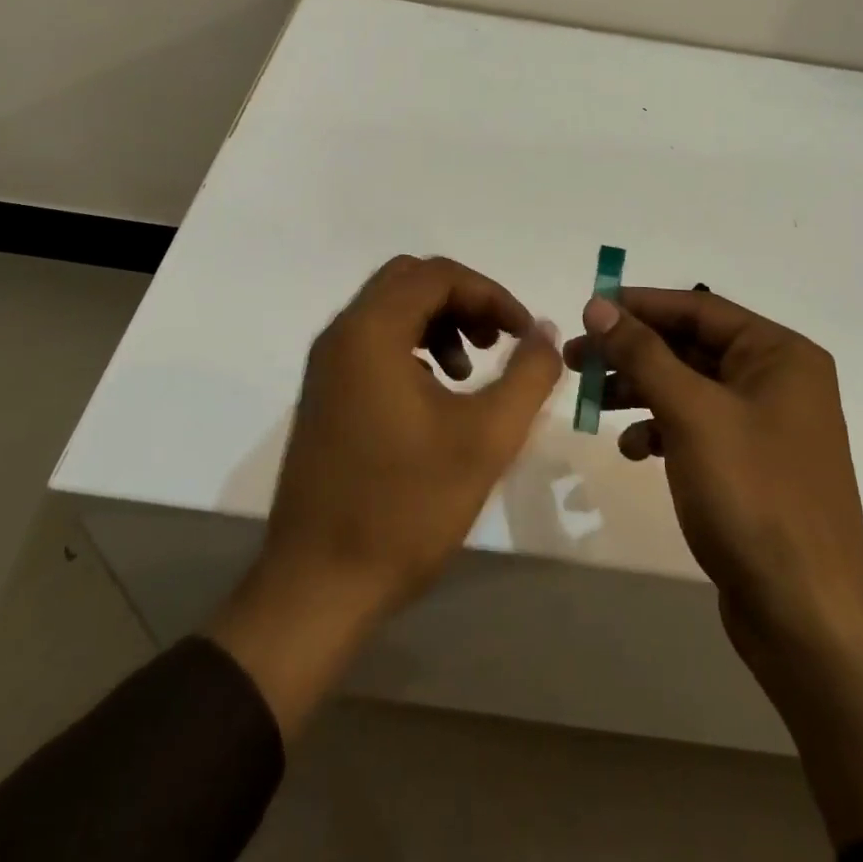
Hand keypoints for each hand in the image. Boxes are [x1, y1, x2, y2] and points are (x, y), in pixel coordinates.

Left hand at [210, 256, 560, 735]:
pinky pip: (374, 343)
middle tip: (498, 341)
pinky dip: (413, 348)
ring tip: (470, 373)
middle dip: (463, 301)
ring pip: (391, 310)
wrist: (318, 587)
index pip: (437, 274)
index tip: (524, 333)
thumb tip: (543, 330)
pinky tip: (438, 396)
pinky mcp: (324, 394)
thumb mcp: (486, 438)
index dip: (490, 293)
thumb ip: (527, 375)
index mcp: (371, 331)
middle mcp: (342, 334)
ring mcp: (327, 365)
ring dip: (438, 323)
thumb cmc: (405, 507)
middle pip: (410, 281)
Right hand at [567, 288, 862, 664]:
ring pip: (689, 389)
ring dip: (640, 390)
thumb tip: (598, 306)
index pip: (699, 308)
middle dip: (633, 352)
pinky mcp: (750, 468)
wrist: (808, 617)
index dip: (640, 305)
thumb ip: (643, 353)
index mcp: (780, 354)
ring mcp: (766, 427)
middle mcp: (778, 381)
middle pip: (691, 347)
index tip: (588, 310)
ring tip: (592, 401)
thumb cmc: (753, 495)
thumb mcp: (692, 413)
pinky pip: (697, 429)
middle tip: (576, 358)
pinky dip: (661, 431)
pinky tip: (633, 449)